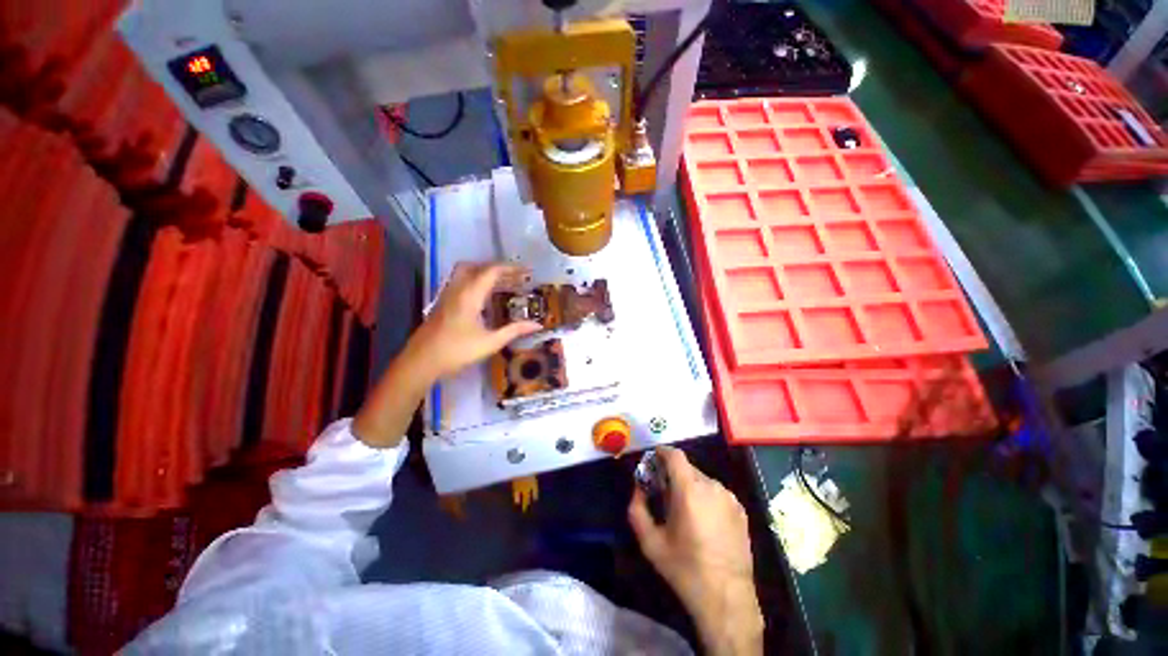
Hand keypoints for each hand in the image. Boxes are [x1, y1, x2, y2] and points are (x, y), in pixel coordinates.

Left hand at [410, 262, 542, 380]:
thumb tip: (537, 325)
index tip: (527, 272)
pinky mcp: (442, 303)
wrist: (421, 362)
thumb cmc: (457, 351)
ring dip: (484, 273)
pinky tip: (484, 298)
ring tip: (502, 283)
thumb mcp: (490, 342)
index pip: (492, 271)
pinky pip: (460, 283)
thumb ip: (514, 331)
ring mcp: (447, 295)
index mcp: (470, 295)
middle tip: (514, 277)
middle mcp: (457, 289)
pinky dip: (475, 282)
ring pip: (465, 273)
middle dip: (497, 268)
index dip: (511, 269)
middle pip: (476, 266)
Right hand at [629, 447, 763, 655]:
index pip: (674, 455)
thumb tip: (638, 488)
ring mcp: (729, 497)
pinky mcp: (740, 510)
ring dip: (690, 486)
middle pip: (687, 468)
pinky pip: (717, 493)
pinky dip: (706, 497)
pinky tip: (704, 520)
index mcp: (688, 490)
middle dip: (673, 474)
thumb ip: (637, 509)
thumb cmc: (685, 569)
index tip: (653, 459)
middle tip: (664, 492)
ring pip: (702, 480)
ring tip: (685, 509)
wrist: (727, 598)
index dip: (662, 452)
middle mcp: (711, 486)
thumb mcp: (650, 543)